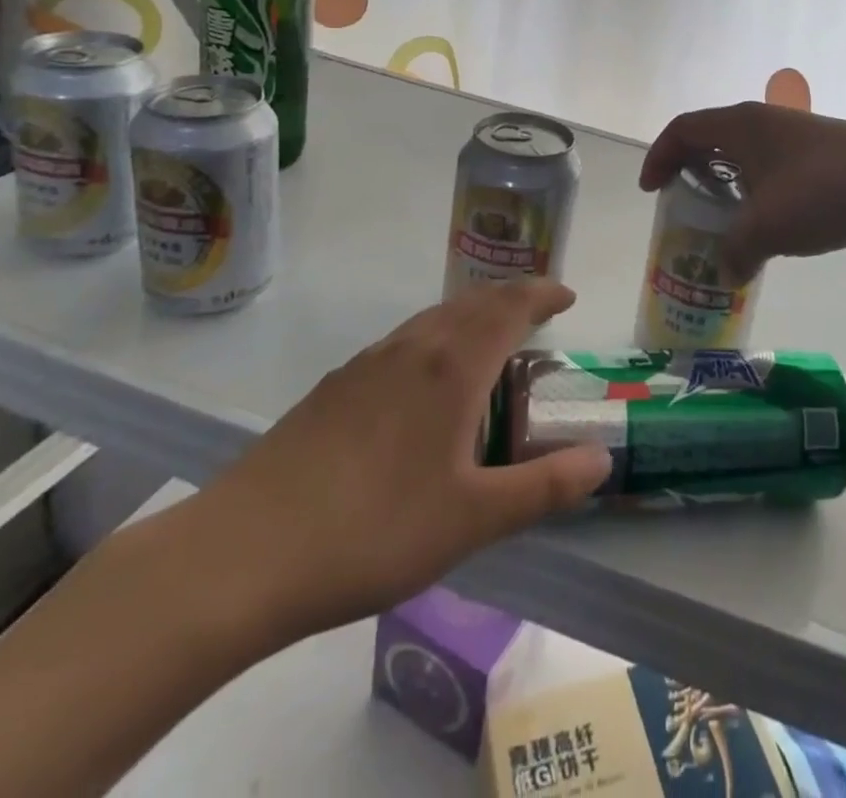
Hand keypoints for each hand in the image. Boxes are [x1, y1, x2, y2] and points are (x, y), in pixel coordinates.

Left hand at [177, 280, 611, 652]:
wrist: (242, 553)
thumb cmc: (373, 530)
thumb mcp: (473, 519)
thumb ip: (545, 487)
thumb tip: (602, 460)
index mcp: (452, 365)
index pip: (510, 305)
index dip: (543, 292)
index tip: (569, 296)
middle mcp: (413, 348)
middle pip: (472, 301)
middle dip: (512, 298)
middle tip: (539, 315)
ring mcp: (367, 363)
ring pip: (434, 318)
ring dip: (471, 315)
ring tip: (490, 344)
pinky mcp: (334, 387)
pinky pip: (403, 341)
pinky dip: (435, 339)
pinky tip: (425, 384)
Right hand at [640, 102, 845, 280]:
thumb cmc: (821, 193)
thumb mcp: (766, 229)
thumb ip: (735, 253)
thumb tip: (726, 274)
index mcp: (741, 125)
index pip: (683, 129)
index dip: (659, 156)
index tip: (652, 191)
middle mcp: (765, 121)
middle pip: (712, 137)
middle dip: (691, 170)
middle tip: (684, 205)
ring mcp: (797, 134)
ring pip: (747, 153)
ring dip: (728, 182)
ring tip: (726, 220)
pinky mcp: (823, 152)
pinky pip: (773, 166)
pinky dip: (758, 189)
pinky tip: (771, 223)